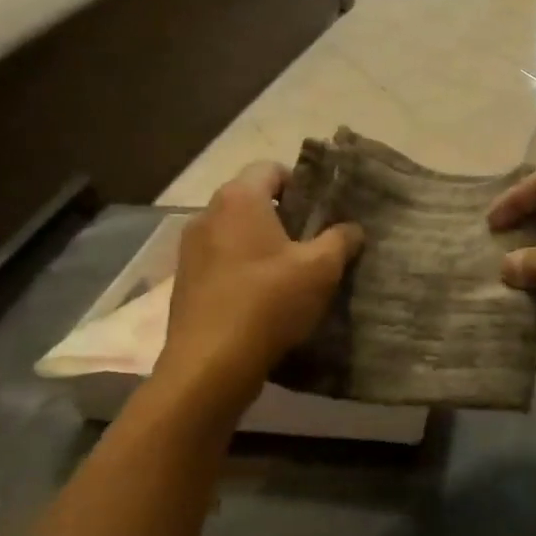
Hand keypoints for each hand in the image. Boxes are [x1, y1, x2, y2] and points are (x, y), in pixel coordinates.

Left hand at [157, 162, 362, 406]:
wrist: (209, 366)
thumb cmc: (268, 302)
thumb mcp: (320, 269)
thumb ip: (341, 240)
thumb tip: (352, 228)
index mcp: (239, 199)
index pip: (271, 169)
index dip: (300, 184)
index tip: (320, 212)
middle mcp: (207, 215)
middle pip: (251, 200)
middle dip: (282, 216)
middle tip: (312, 242)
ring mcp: (190, 249)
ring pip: (234, 232)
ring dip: (260, 244)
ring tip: (289, 273)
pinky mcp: (183, 282)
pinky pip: (219, 261)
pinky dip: (241, 269)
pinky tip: (261, 298)